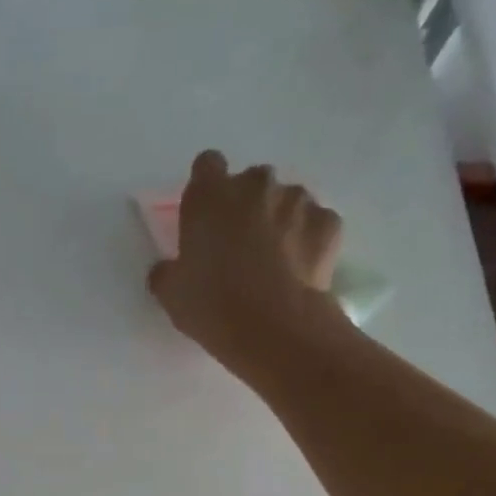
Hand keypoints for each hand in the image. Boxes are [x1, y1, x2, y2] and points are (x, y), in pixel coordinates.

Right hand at [147, 150, 352, 388]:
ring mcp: (297, 200)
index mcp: (210, 196)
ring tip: (274, 262)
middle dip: (246, 206)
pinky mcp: (328, 222)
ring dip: (279, 220)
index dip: (206, 189)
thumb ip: (166, 271)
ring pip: (286, 201)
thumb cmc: (212, 306)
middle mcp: (255, 185)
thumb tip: (167, 268)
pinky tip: (299, 270)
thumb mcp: (171, 294)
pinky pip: (315, 224)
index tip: (206, 217)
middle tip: (239, 247)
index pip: (207, 166)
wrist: (274, 328)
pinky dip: (308, 240)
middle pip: (250, 183)